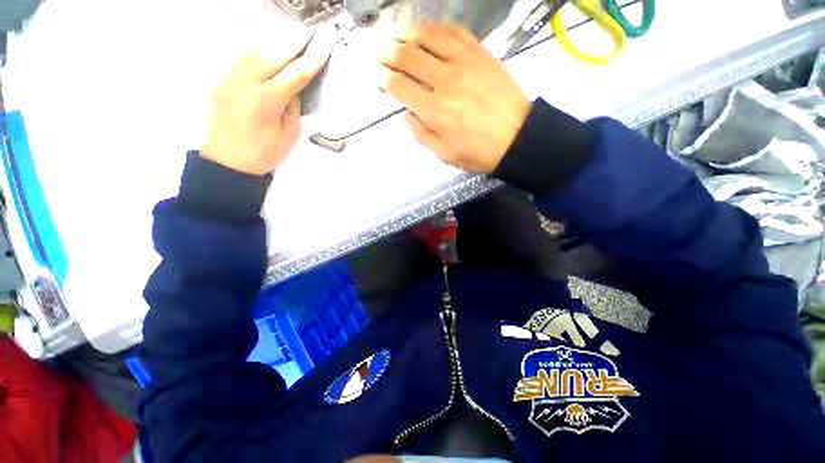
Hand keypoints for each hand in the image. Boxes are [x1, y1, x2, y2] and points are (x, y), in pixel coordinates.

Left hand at [201, 30, 333, 175]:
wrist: (227, 162)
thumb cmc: (263, 154)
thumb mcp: (289, 135)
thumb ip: (293, 108)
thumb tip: (294, 88)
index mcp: (266, 101)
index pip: (294, 74)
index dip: (311, 60)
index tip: (324, 47)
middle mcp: (245, 82)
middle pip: (273, 54)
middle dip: (294, 42)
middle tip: (310, 33)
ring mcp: (229, 78)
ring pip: (254, 49)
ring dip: (275, 40)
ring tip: (292, 33)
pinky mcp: (220, 79)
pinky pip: (241, 56)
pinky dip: (257, 47)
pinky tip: (267, 43)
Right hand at [378, 24, 531, 173]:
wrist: (517, 138)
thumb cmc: (479, 152)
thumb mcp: (444, 154)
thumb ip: (421, 135)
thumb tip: (406, 114)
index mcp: (435, 111)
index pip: (400, 86)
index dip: (382, 78)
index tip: (374, 74)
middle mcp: (445, 81)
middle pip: (409, 57)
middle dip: (387, 52)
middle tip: (377, 50)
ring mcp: (465, 62)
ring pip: (429, 37)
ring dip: (408, 33)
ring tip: (396, 32)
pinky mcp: (481, 54)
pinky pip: (455, 32)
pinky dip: (437, 28)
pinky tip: (428, 30)